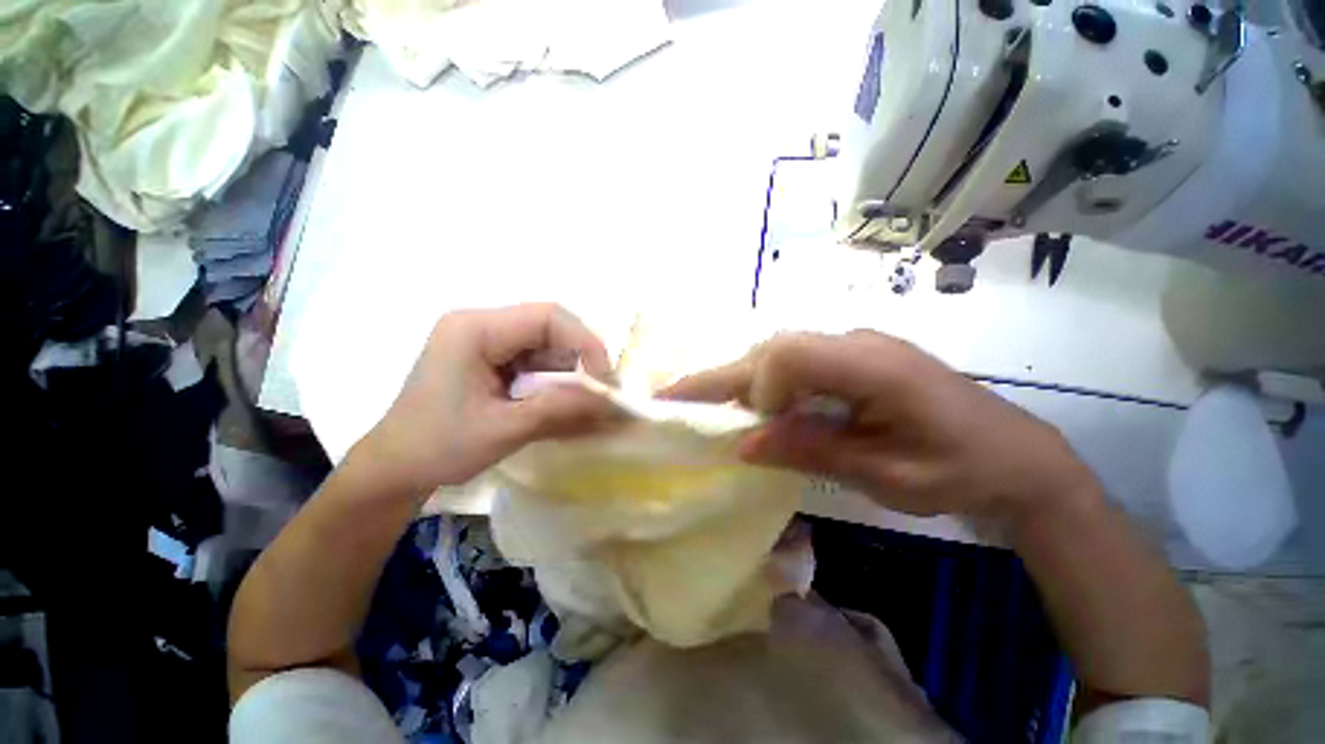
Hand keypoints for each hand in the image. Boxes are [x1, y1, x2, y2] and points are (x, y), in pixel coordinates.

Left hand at [355, 303, 614, 496]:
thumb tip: (608, 400)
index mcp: (474, 330)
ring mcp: (484, 339)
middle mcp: (480, 324)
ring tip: (581, 400)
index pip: (547, 317)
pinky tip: (559, 400)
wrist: (395, 468)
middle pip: (549, 326)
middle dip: (580, 357)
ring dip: (568, 370)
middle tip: (598, 390)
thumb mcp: (504, 429)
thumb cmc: (439, 447)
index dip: (584, 343)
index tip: (603, 379)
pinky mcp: (490, 356)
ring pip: (546, 343)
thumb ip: (558, 408)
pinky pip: (535, 358)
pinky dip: (553, 378)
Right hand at [663, 331, 1094, 519]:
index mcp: (873, 366)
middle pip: (775, 347)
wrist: (1016, 459)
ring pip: (780, 351)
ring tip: (708, 404)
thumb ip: (811, 450)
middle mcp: (858, 343)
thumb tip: (743, 443)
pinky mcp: (854, 358)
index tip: (755, 429)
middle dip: (725, 377)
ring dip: (742, 378)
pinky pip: (796, 362)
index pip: (790, 354)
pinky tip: (754, 404)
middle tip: (677, 397)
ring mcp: (856, 346)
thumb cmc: (959, 472)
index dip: (759, 388)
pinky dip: (766, 382)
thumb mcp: (884, 474)